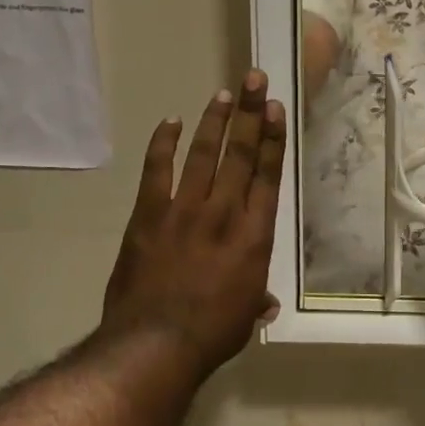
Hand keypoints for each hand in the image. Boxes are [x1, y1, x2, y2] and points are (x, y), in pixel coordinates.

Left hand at [100, 71, 285, 377]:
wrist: (155, 345)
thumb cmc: (211, 334)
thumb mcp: (244, 316)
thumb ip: (256, 298)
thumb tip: (267, 303)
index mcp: (255, 234)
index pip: (267, 174)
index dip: (272, 138)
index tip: (274, 108)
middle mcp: (225, 212)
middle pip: (240, 153)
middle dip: (249, 113)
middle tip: (253, 79)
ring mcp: (185, 209)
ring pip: (204, 154)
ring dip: (214, 121)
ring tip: (224, 94)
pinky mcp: (150, 215)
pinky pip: (157, 171)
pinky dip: (164, 144)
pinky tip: (171, 121)